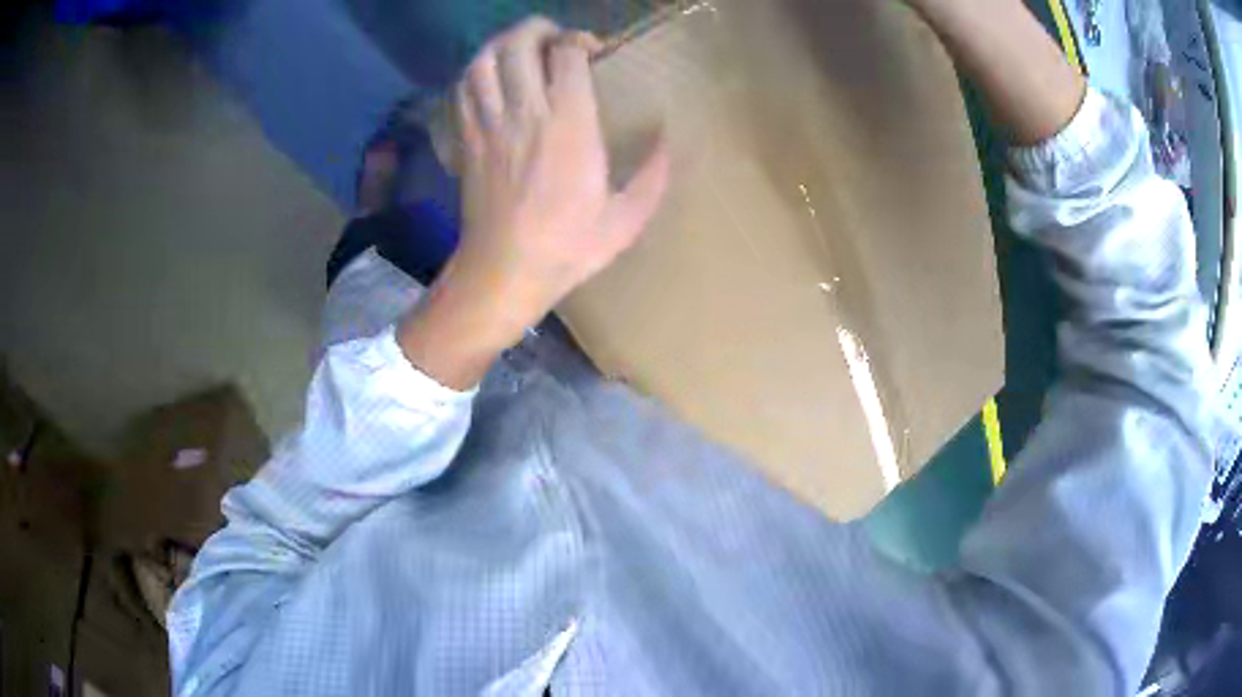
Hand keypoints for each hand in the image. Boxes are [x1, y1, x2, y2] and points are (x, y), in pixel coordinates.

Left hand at [399, 17, 670, 388]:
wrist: (503, 272)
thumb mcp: (626, 219)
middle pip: (519, 44)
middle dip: (538, 29)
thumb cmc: (567, 247)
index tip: (592, 53)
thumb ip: (653, 175)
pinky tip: (491, 79)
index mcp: (570, 125)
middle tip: (554, 40)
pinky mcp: (467, 139)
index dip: (580, 41)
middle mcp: (526, 113)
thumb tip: (667, 142)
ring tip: (521, 50)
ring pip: (483, 60)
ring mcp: (489, 124)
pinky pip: (463, 89)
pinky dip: (476, 72)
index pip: (567, 55)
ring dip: (502, 44)